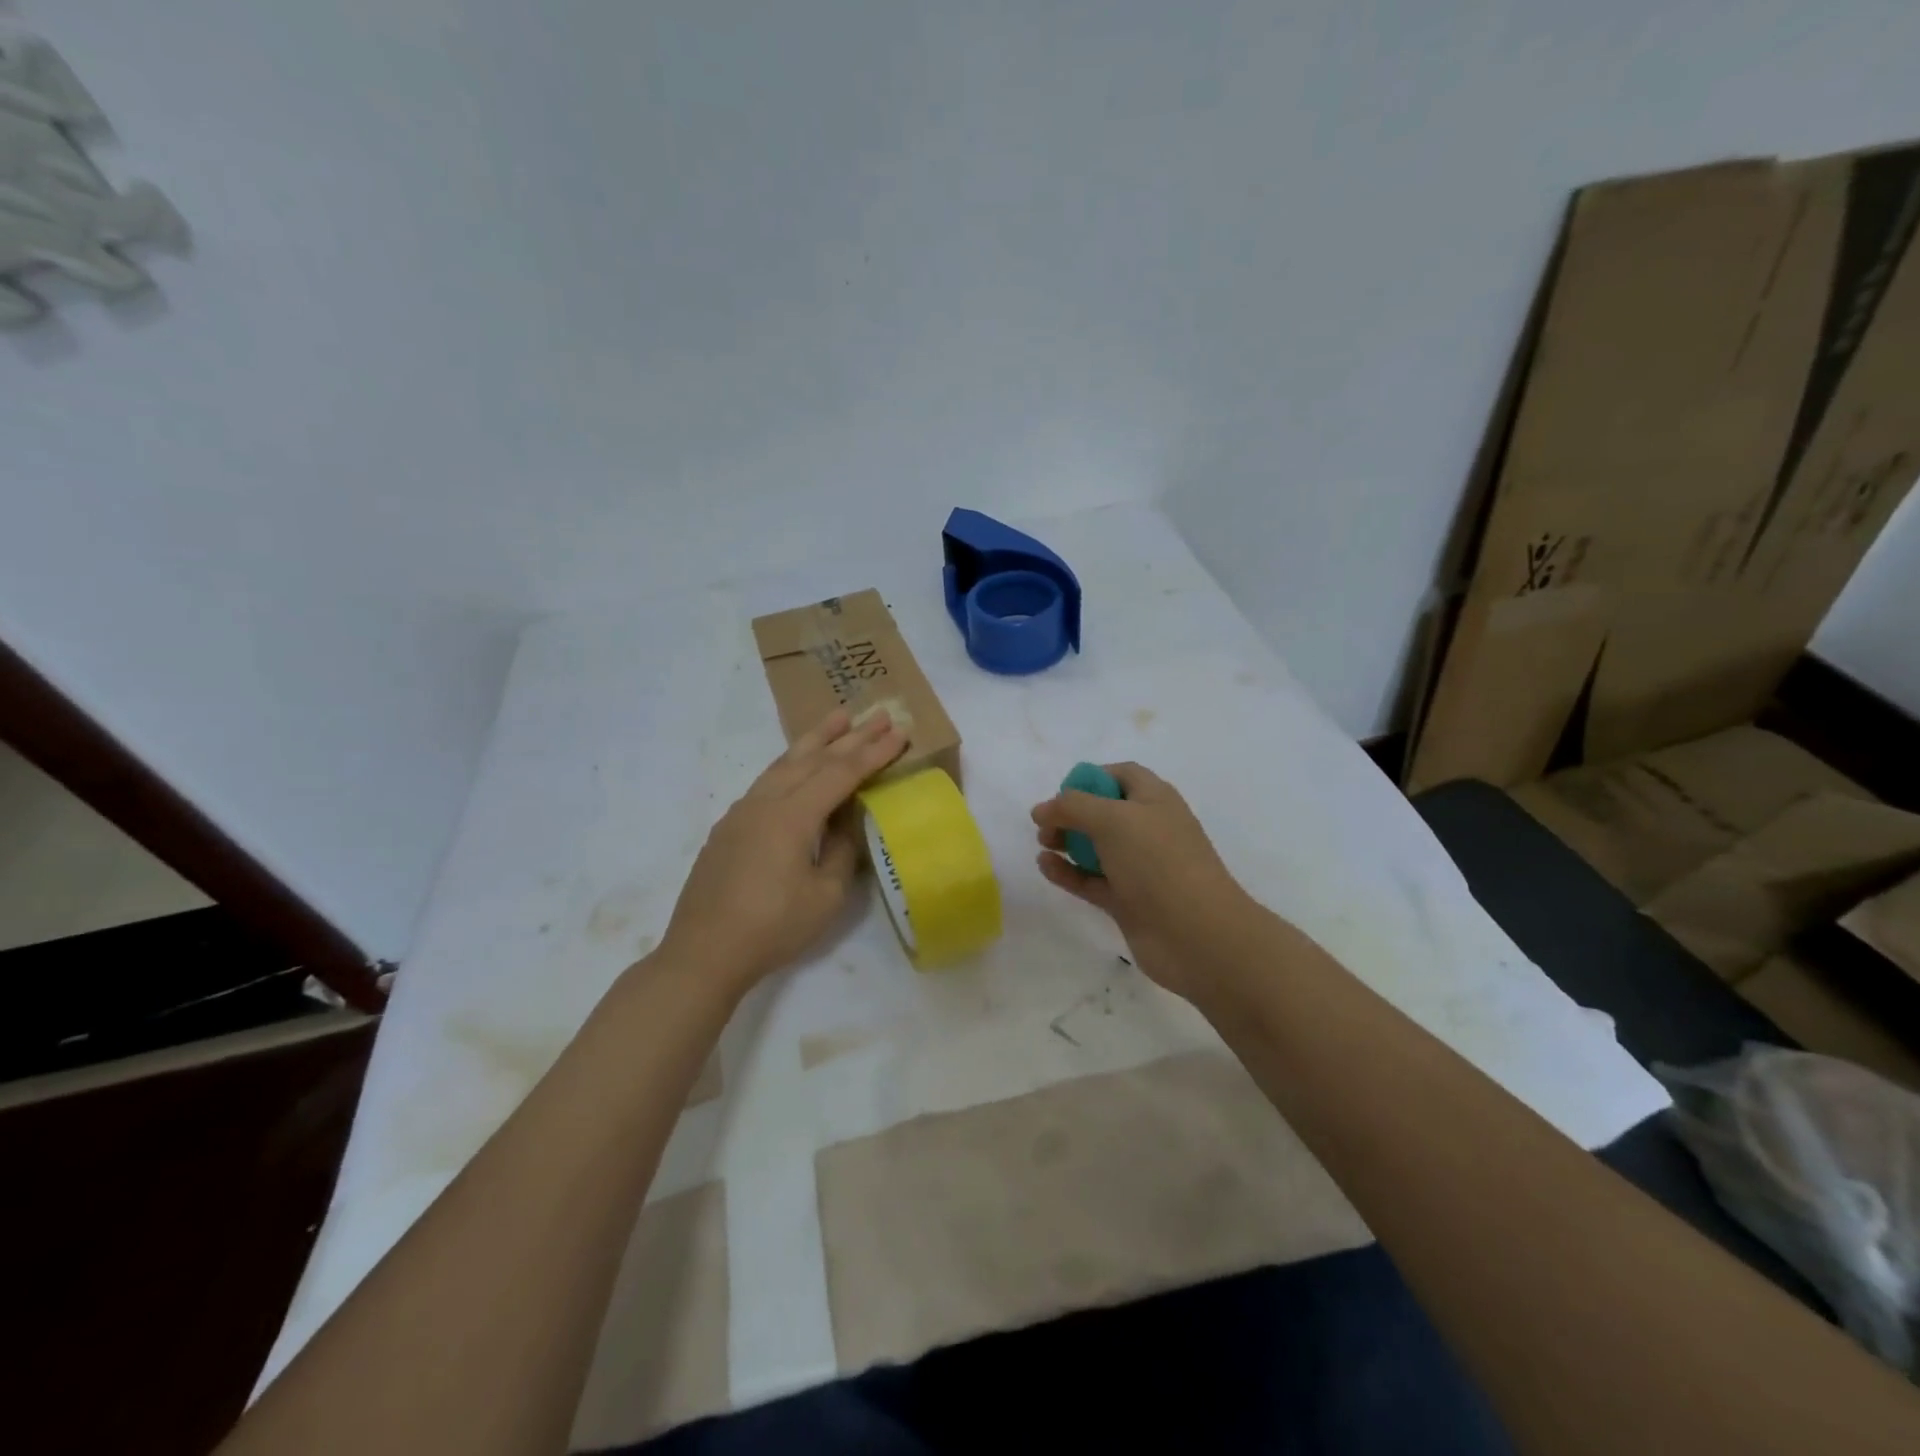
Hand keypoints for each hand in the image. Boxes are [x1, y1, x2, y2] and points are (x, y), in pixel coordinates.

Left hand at [658, 708, 906, 1000]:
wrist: (703, 952)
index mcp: (792, 816)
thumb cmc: (772, 928)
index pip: (841, 773)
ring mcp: (742, 812)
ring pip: (784, 763)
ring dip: (814, 739)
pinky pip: (767, 781)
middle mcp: (765, 802)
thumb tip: (843, 822)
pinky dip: (790, 763)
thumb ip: (840, 850)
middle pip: (813, 758)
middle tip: (877, 714)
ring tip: (837, 717)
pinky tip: (796, 765)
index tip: (899, 733)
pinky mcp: (729, 827)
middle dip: (849, 735)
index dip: (873, 753)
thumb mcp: (825, 896)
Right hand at [1031, 763, 1259, 1002]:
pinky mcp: (1128, 901)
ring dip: (1068, 842)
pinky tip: (1046, 867)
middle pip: (1104, 812)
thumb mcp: (1112, 820)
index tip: (1062, 793)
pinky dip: (1069, 872)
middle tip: (1045, 826)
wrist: (1197, 935)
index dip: (1090, 778)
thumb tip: (1042, 809)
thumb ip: (1072, 807)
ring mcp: (1140, 867)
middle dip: (1072, 813)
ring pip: (1097, 847)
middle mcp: (1149, 829)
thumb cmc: (1158, 862)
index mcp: (1155, 799)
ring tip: (1043, 845)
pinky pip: (1092, 880)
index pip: (1122, 775)